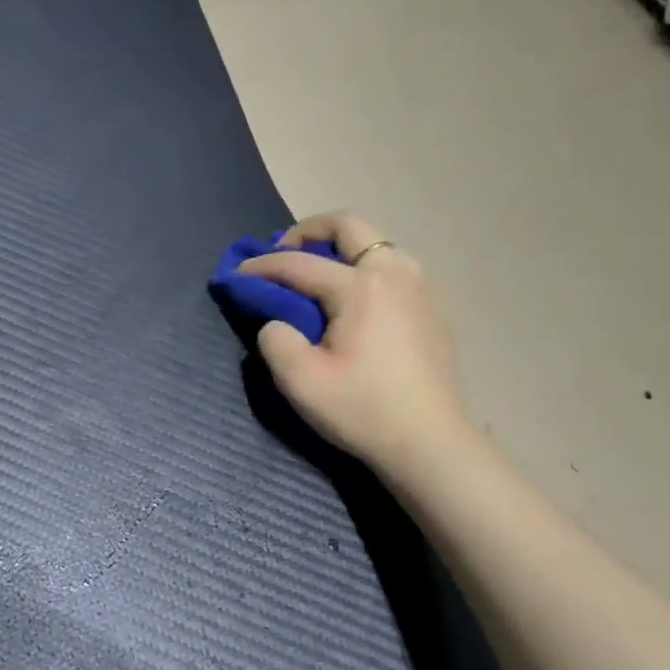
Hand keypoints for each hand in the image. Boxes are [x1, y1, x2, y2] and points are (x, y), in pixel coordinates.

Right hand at [240, 211, 474, 479]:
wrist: (431, 444)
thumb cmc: (362, 410)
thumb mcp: (300, 381)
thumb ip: (276, 340)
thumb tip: (278, 323)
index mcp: (360, 287)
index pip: (298, 264)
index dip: (261, 267)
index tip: (236, 275)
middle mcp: (394, 274)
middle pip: (349, 225)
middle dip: (308, 230)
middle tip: (283, 252)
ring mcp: (420, 288)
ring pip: (377, 243)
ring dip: (342, 247)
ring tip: (318, 274)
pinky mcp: (433, 308)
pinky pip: (394, 268)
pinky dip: (365, 268)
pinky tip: (353, 301)